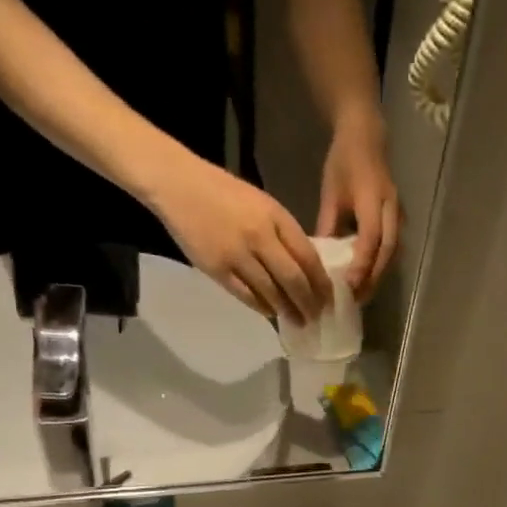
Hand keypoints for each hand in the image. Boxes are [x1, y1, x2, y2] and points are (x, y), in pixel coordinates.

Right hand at [150, 152, 330, 322]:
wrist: (178, 185)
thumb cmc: (223, 193)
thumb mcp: (262, 204)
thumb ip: (283, 233)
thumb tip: (304, 266)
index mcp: (276, 217)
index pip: (308, 257)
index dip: (321, 282)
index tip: (329, 298)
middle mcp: (260, 237)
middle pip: (293, 280)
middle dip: (308, 303)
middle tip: (316, 316)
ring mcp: (238, 255)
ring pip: (271, 292)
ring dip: (287, 310)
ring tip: (297, 321)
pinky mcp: (218, 269)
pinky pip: (246, 296)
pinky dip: (262, 307)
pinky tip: (270, 312)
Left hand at [316, 109, 400, 298]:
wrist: (366, 138)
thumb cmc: (344, 163)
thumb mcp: (331, 193)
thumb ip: (327, 225)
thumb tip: (318, 259)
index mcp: (374, 200)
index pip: (371, 238)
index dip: (362, 263)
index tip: (348, 284)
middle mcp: (391, 210)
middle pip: (387, 252)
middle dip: (372, 278)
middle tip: (355, 299)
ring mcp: (398, 215)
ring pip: (392, 254)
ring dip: (378, 276)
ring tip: (362, 294)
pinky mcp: (398, 220)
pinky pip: (392, 248)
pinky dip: (381, 265)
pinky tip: (367, 277)